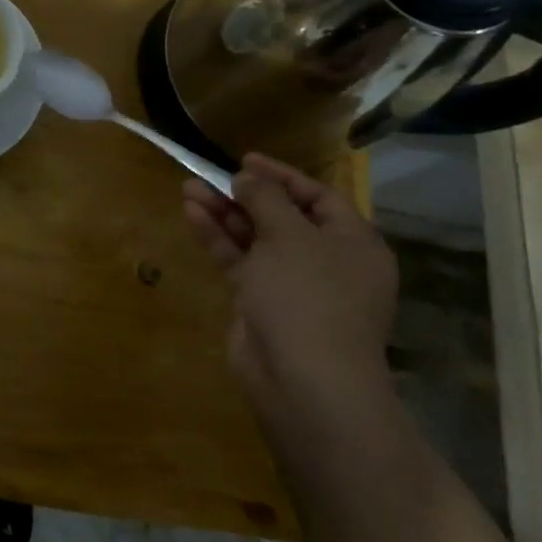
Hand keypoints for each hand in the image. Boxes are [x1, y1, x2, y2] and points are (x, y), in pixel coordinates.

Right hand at [183, 152, 397, 414]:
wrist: (303, 382)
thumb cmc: (309, 295)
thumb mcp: (289, 234)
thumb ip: (266, 198)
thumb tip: (248, 178)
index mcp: (352, 243)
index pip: (318, 197)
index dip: (281, 176)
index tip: (245, 159)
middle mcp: (326, 261)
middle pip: (282, 217)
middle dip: (245, 195)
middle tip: (211, 174)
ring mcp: (292, 286)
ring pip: (255, 238)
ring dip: (224, 213)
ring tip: (188, 187)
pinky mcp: (261, 304)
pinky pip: (240, 261)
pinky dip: (218, 238)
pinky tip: (192, 213)